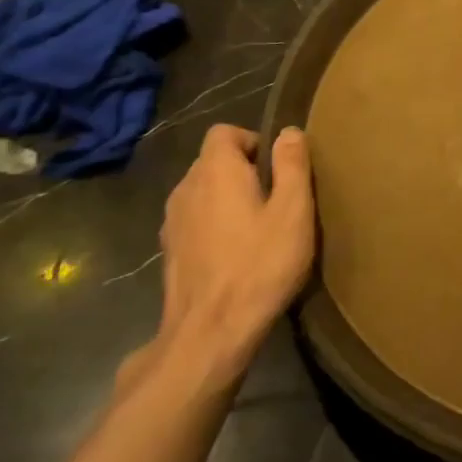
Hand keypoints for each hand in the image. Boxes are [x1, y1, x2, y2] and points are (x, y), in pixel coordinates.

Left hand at [126, 125, 314, 400]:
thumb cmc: (260, 264)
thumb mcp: (292, 211)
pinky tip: (236, 253)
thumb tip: (289, 131)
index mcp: (215, 171)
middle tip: (277, 199)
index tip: (278, 168)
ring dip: (227, 199)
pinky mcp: (169, 251)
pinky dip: (214, 225)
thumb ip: (292, 166)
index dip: (252, 140)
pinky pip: (195, 221)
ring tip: (258, 227)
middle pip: (212, 161)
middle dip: (243, 170)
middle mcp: (186, 187)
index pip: (224, 132)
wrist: (211, 330)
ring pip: (202, 192)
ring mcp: (172, 221)